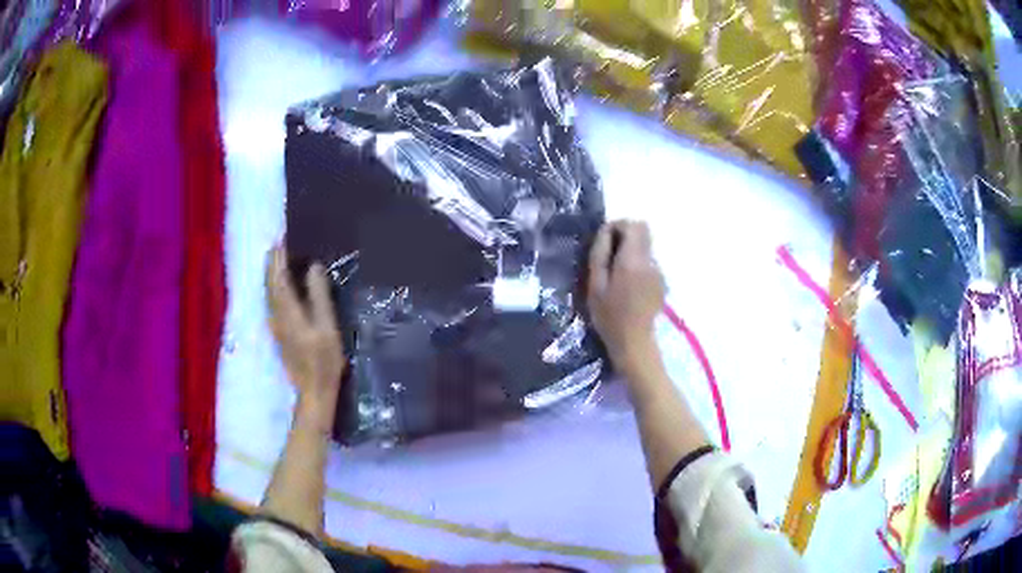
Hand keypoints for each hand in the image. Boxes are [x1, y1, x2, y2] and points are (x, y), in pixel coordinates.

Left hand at [266, 246, 344, 415]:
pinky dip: (274, 287)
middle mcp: (276, 315)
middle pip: (269, 283)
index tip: (282, 239)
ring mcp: (275, 325)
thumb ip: (319, 296)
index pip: (278, 277)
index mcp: (288, 311)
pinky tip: (282, 285)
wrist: (313, 391)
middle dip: (272, 262)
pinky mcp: (278, 332)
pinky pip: (272, 301)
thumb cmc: (324, 361)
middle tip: (279, 243)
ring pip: (268, 292)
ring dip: (272, 273)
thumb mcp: (327, 327)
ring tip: (279, 258)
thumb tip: (313, 267)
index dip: (278, 258)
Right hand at [587, 221, 665, 372]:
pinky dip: (637, 266)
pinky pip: (648, 263)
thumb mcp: (595, 284)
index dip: (617, 226)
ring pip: (645, 248)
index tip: (604, 241)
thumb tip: (605, 231)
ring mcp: (659, 272)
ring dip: (630, 252)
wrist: (634, 342)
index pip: (633, 225)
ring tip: (615, 275)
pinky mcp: (661, 282)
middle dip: (625, 236)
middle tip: (608, 255)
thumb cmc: (609, 315)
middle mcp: (651, 261)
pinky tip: (627, 287)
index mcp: (633, 259)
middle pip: (643, 232)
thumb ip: (600, 253)